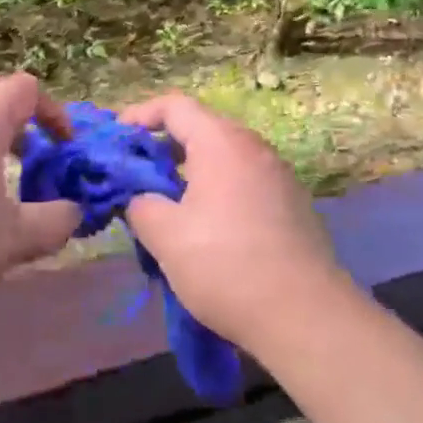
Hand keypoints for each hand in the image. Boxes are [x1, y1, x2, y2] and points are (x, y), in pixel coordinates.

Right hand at [118, 92, 345, 347]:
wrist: (306, 317)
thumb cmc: (226, 265)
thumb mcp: (165, 236)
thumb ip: (139, 204)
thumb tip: (138, 197)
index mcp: (221, 142)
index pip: (173, 106)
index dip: (139, 115)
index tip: (116, 141)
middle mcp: (253, 146)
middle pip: (200, 128)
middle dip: (162, 146)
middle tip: (136, 176)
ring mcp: (278, 174)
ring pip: (223, 157)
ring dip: (190, 172)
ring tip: (166, 205)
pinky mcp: (292, 204)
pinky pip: (243, 180)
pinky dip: (216, 190)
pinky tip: (206, 228)